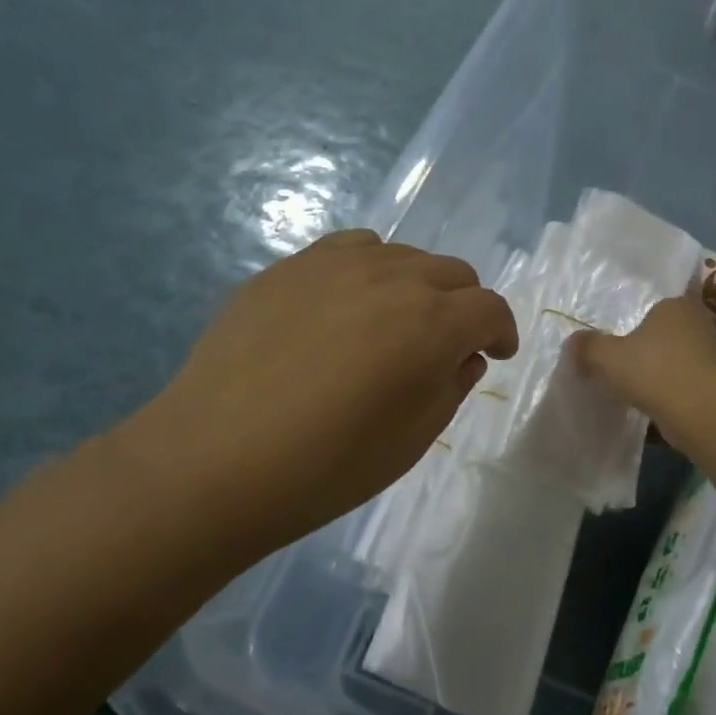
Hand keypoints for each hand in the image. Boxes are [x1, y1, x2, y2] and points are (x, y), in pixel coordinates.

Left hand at [107, 230, 517, 553]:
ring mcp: (336, 264)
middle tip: (446, 345)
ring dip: (418, 285)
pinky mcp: (290, 267)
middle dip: (464, 307)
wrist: (213, 461)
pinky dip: (369, 270)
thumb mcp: (414, 438)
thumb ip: (452, 386)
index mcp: (432, 323)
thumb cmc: (327, 465)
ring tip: (395, 322)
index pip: (490, 308)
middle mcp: (393, 277)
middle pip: (454, 272)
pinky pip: (350, 249)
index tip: (495, 355)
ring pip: (404, 255)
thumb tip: (462, 357)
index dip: (501, 331)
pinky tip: (347, 305)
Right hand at [569, 296, 715, 451]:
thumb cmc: (655, 370)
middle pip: (668, 337)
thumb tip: (573, 342)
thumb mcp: (608, 356)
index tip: (619, 348)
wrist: (704, 411)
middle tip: (626, 371)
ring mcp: (715, 357)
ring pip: (680, 364)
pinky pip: (689, 390)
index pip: (654, 309)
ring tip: (639, 395)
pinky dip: (675, 400)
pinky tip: (656, 414)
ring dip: (663, 378)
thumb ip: (588, 347)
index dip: (635, 328)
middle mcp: (699, 325)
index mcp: (675, 306)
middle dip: (650, 353)